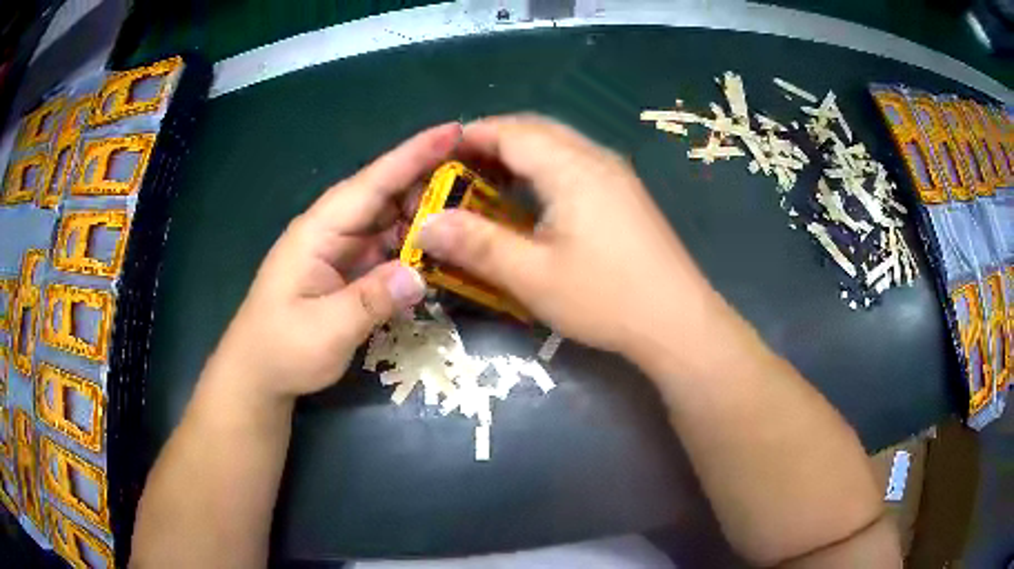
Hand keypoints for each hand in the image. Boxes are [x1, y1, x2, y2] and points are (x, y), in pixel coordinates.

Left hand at [211, 123, 461, 400]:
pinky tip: (441, 247)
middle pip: (386, 194)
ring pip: (390, 220)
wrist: (258, 374)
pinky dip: (414, 245)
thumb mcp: (325, 330)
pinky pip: (387, 247)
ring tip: (472, 208)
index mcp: (319, 231)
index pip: (372, 183)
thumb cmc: (281, 349)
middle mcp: (332, 230)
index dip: (413, 155)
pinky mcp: (348, 270)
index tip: (454, 131)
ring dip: (427, 214)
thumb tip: (420, 274)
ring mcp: (340, 250)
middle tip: (482, 177)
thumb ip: (371, 300)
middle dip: (430, 180)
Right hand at [417, 115, 728, 361]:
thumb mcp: (532, 276)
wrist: (677, 321)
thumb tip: (426, 224)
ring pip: (557, 146)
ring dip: (519, 155)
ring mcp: (616, 175)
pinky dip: (543, 170)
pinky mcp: (625, 195)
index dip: (470, 136)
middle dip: (492, 141)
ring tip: (488, 183)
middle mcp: (596, 159)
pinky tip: (532, 201)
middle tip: (459, 169)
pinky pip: (574, 164)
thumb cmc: (606, 298)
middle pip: (536, 130)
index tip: (437, 154)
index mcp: (571, 168)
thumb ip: (476, 245)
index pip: (511, 131)